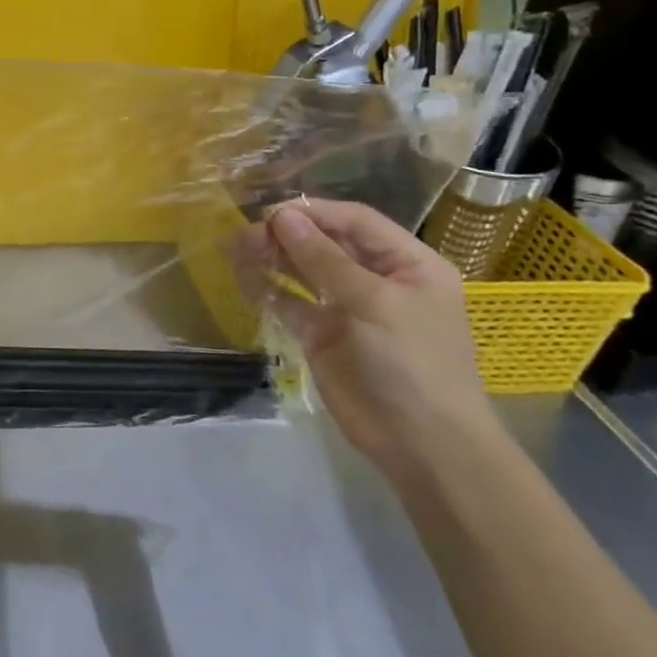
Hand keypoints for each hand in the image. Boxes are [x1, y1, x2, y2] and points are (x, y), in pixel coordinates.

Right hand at [253, 199, 495, 476]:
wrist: (422, 444)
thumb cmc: (412, 362)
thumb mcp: (374, 303)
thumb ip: (324, 258)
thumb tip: (282, 217)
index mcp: (407, 263)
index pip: (356, 221)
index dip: (314, 212)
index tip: (271, 212)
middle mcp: (376, 279)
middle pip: (325, 243)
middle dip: (286, 234)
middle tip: (246, 233)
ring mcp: (346, 308)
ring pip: (302, 270)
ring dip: (270, 257)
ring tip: (234, 247)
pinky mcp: (321, 335)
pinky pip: (289, 302)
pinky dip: (266, 288)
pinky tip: (241, 276)